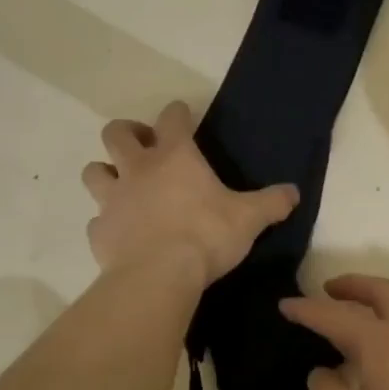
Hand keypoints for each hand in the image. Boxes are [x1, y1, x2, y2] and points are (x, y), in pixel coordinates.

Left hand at [82, 102, 297, 288]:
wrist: (158, 276)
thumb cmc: (206, 236)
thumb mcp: (249, 219)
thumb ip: (271, 203)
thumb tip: (294, 192)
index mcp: (175, 157)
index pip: (172, 118)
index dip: (178, 113)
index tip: (183, 117)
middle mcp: (137, 169)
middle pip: (116, 133)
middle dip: (127, 132)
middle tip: (143, 146)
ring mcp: (113, 199)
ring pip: (94, 171)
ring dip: (106, 172)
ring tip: (122, 185)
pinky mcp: (99, 231)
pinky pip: (96, 220)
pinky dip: (106, 222)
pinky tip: (120, 233)